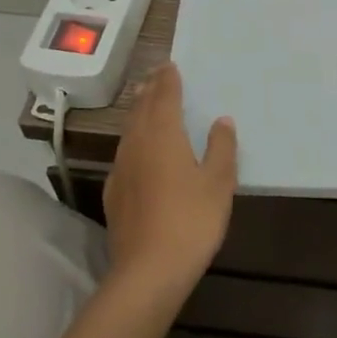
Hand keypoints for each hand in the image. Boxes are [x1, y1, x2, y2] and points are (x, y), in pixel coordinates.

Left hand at [103, 64, 236, 305]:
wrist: (148, 271)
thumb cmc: (191, 220)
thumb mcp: (219, 183)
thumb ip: (221, 147)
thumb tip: (222, 120)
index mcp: (163, 135)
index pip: (164, 97)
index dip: (168, 80)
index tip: (170, 66)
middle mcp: (137, 145)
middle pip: (141, 109)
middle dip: (150, 90)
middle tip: (157, 76)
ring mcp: (121, 169)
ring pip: (129, 130)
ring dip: (138, 112)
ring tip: (146, 102)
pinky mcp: (114, 194)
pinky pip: (124, 153)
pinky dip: (132, 139)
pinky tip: (137, 151)